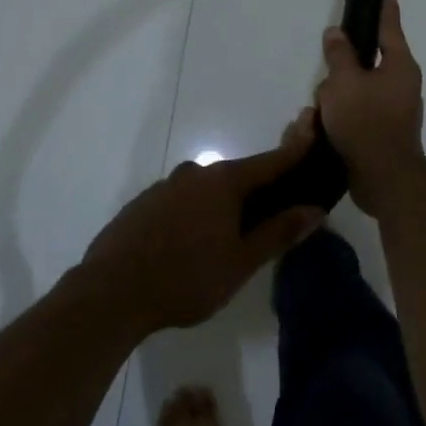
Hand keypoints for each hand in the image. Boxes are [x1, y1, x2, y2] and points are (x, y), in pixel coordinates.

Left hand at [82, 114, 325, 333]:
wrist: (110, 292)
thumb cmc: (186, 278)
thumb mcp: (240, 262)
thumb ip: (278, 233)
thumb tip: (314, 209)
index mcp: (224, 182)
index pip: (269, 162)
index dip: (294, 151)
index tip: (314, 133)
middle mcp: (195, 173)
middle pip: (237, 176)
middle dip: (258, 189)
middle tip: (275, 211)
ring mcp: (165, 186)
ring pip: (207, 190)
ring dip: (224, 204)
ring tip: (231, 237)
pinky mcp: (143, 204)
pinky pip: (181, 202)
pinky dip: (196, 213)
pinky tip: (192, 242)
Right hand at [316, 0, 425, 218]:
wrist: (383, 177)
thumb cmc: (366, 121)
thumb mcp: (344, 82)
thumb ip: (339, 55)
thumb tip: (336, 33)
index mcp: (399, 66)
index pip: (390, 29)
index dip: (386, 10)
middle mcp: (402, 84)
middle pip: (367, 62)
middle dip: (343, 69)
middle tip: (326, 75)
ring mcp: (395, 110)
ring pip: (358, 90)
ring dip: (337, 97)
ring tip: (319, 111)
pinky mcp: (383, 132)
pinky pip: (358, 112)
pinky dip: (342, 116)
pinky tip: (324, 126)